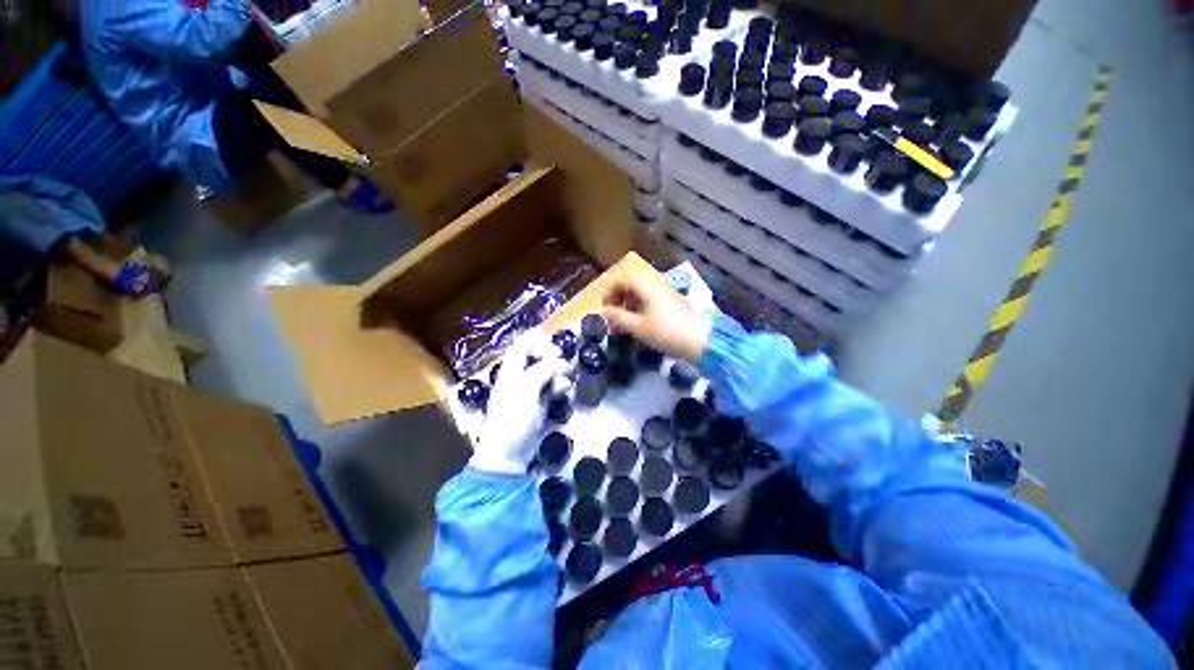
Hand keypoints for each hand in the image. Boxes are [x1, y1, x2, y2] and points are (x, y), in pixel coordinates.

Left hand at [469, 329, 569, 474]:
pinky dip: (560, 387)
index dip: (536, 341)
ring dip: (560, 374)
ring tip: (564, 384)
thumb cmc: (514, 418)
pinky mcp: (540, 403)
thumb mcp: (527, 390)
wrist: (510, 453)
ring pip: (549, 372)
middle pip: (538, 357)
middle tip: (564, 366)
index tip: (554, 347)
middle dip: (553, 359)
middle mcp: (520, 377)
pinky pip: (553, 387)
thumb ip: (542, 370)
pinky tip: (564, 393)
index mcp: (511, 371)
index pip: (521, 346)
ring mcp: (531, 391)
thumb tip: (557, 361)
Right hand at [601, 274, 710, 361]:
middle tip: (612, 315)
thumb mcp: (638, 327)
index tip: (603, 307)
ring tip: (624, 321)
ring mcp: (665, 292)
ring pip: (640, 291)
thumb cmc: (666, 332)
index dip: (609, 290)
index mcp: (646, 285)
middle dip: (617, 297)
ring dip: (628, 302)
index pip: (622, 278)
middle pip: (630, 283)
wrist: (700, 340)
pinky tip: (638, 322)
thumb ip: (618, 318)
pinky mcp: (671, 301)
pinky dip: (639, 306)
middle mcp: (655, 284)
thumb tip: (603, 313)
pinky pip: (649, 298)